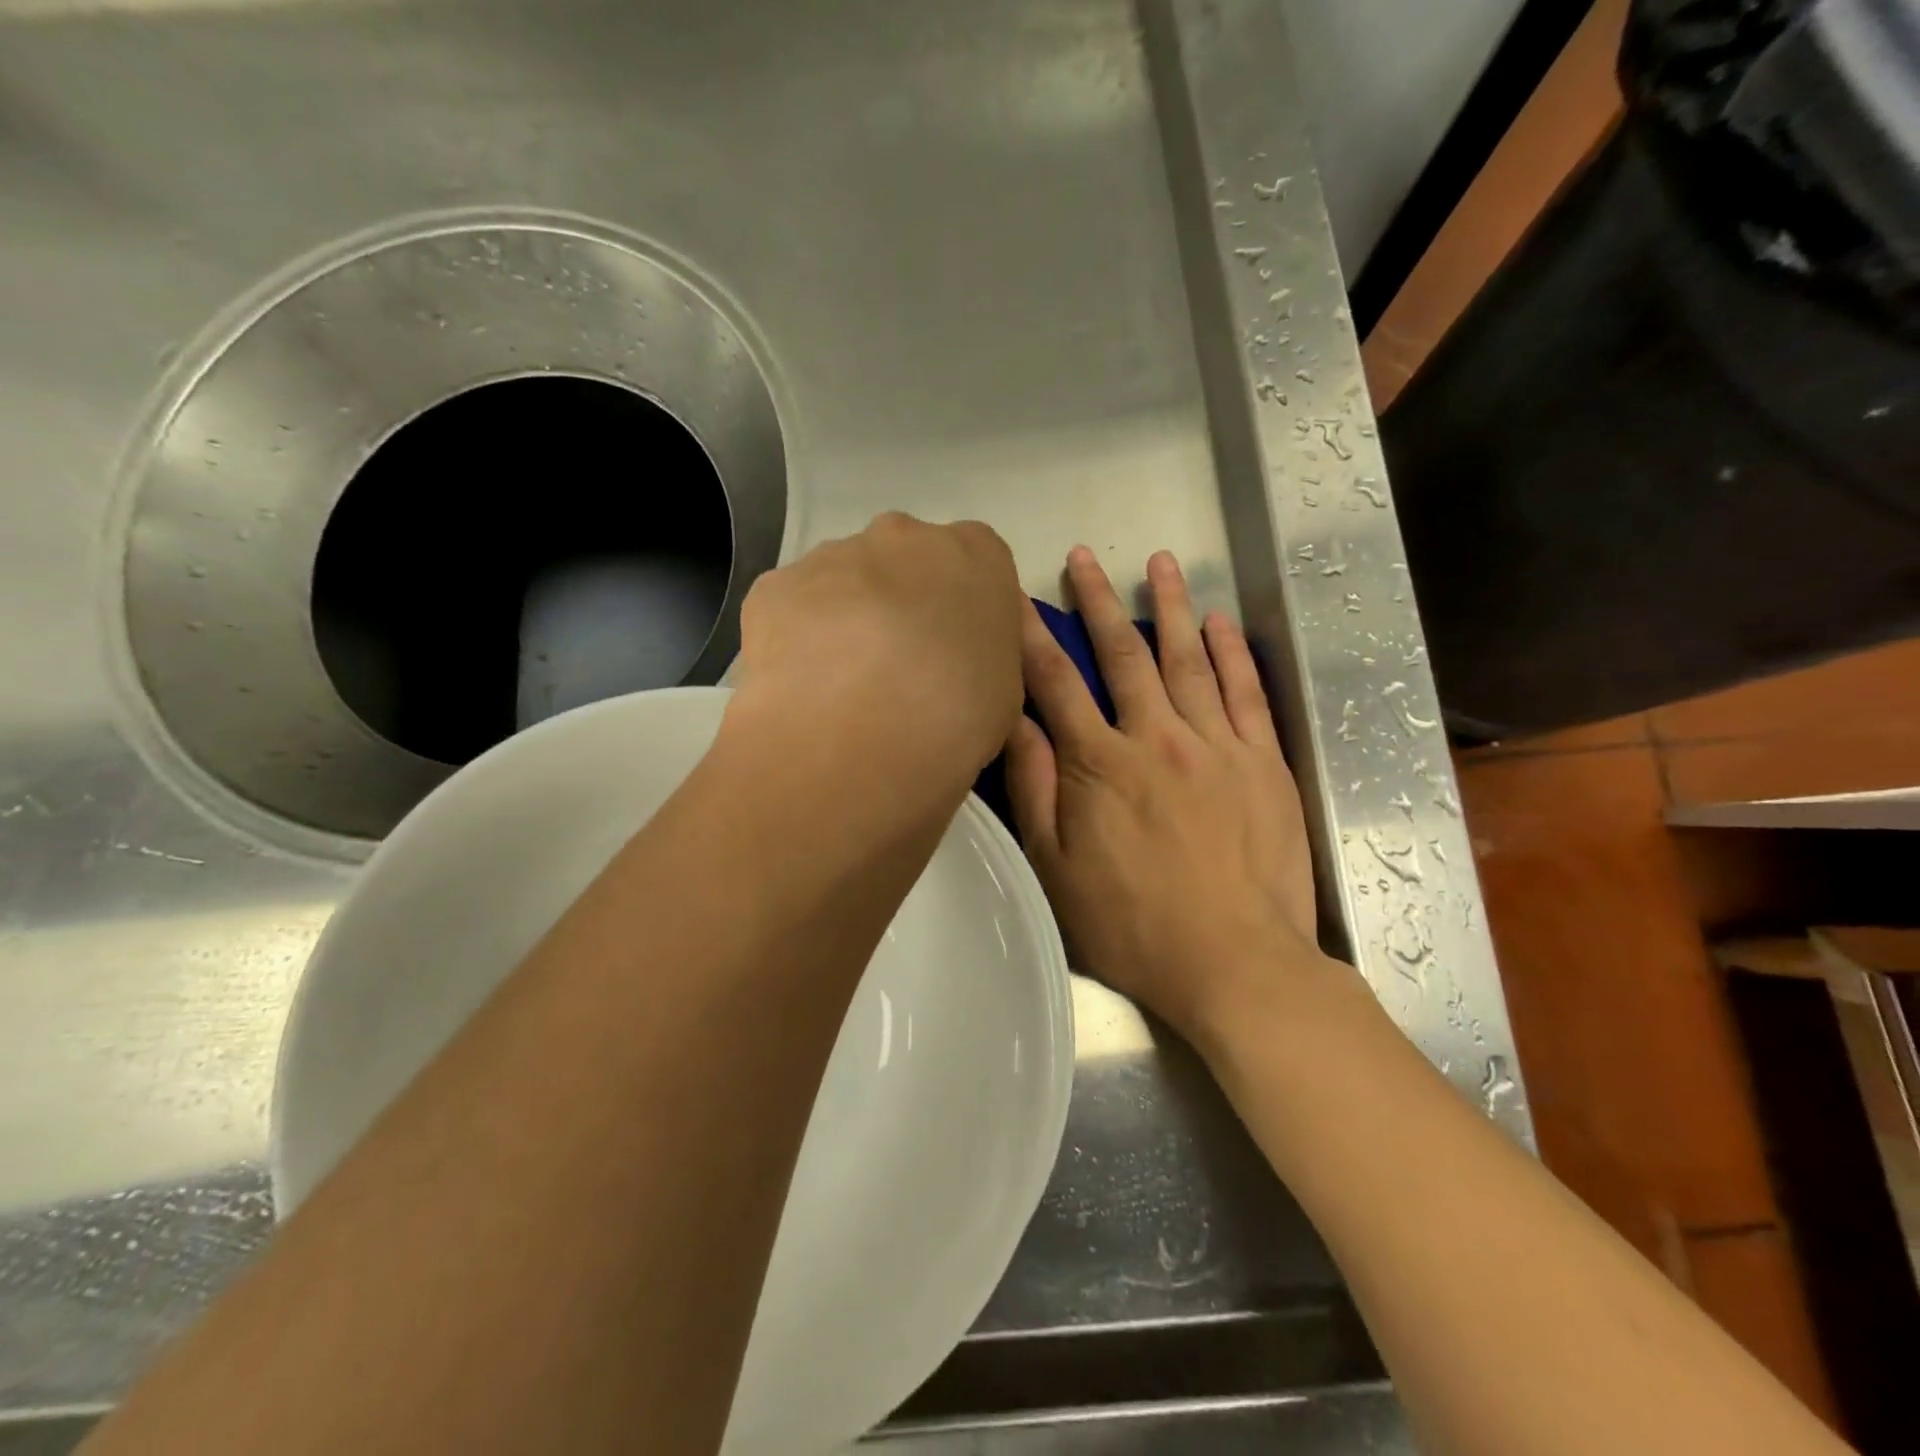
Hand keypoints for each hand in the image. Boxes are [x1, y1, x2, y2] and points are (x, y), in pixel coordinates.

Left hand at [731, 512, 1026, 796]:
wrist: (856, 733)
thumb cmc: (955, 712)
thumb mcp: (1004, 693)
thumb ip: (984, 659)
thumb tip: (954, 667)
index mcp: (975, 554)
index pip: (980, 570)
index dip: (968, 616)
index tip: (959, 660)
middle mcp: (903, 536)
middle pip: (907, 565)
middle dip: (906, 609)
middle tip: (903, 674)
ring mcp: (833, 554)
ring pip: (847, 583)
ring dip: (851, 623)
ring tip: (848, 690)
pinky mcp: (776, 585)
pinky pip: (796, 608)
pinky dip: (801, 641)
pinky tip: (807, 687)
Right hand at [1006, 548, 1347, 1050]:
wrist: (1235, 962)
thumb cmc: (1132, 925)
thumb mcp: (1056, 867)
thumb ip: (1035, 788)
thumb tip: (1014, 721)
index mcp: (1098, 765)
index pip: (1056, 683)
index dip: (1033, 636)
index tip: (1018, 597)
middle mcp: (1155, 739)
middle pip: (1122, 655)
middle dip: (1099, 602)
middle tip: (1085, 557)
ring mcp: (1215, 745)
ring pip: (1187, 659)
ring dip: (1170, 607)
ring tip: (1159, 562)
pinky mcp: (1262, 761)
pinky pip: (1244, 692)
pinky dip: (1231, 652)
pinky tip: (1219, 622)